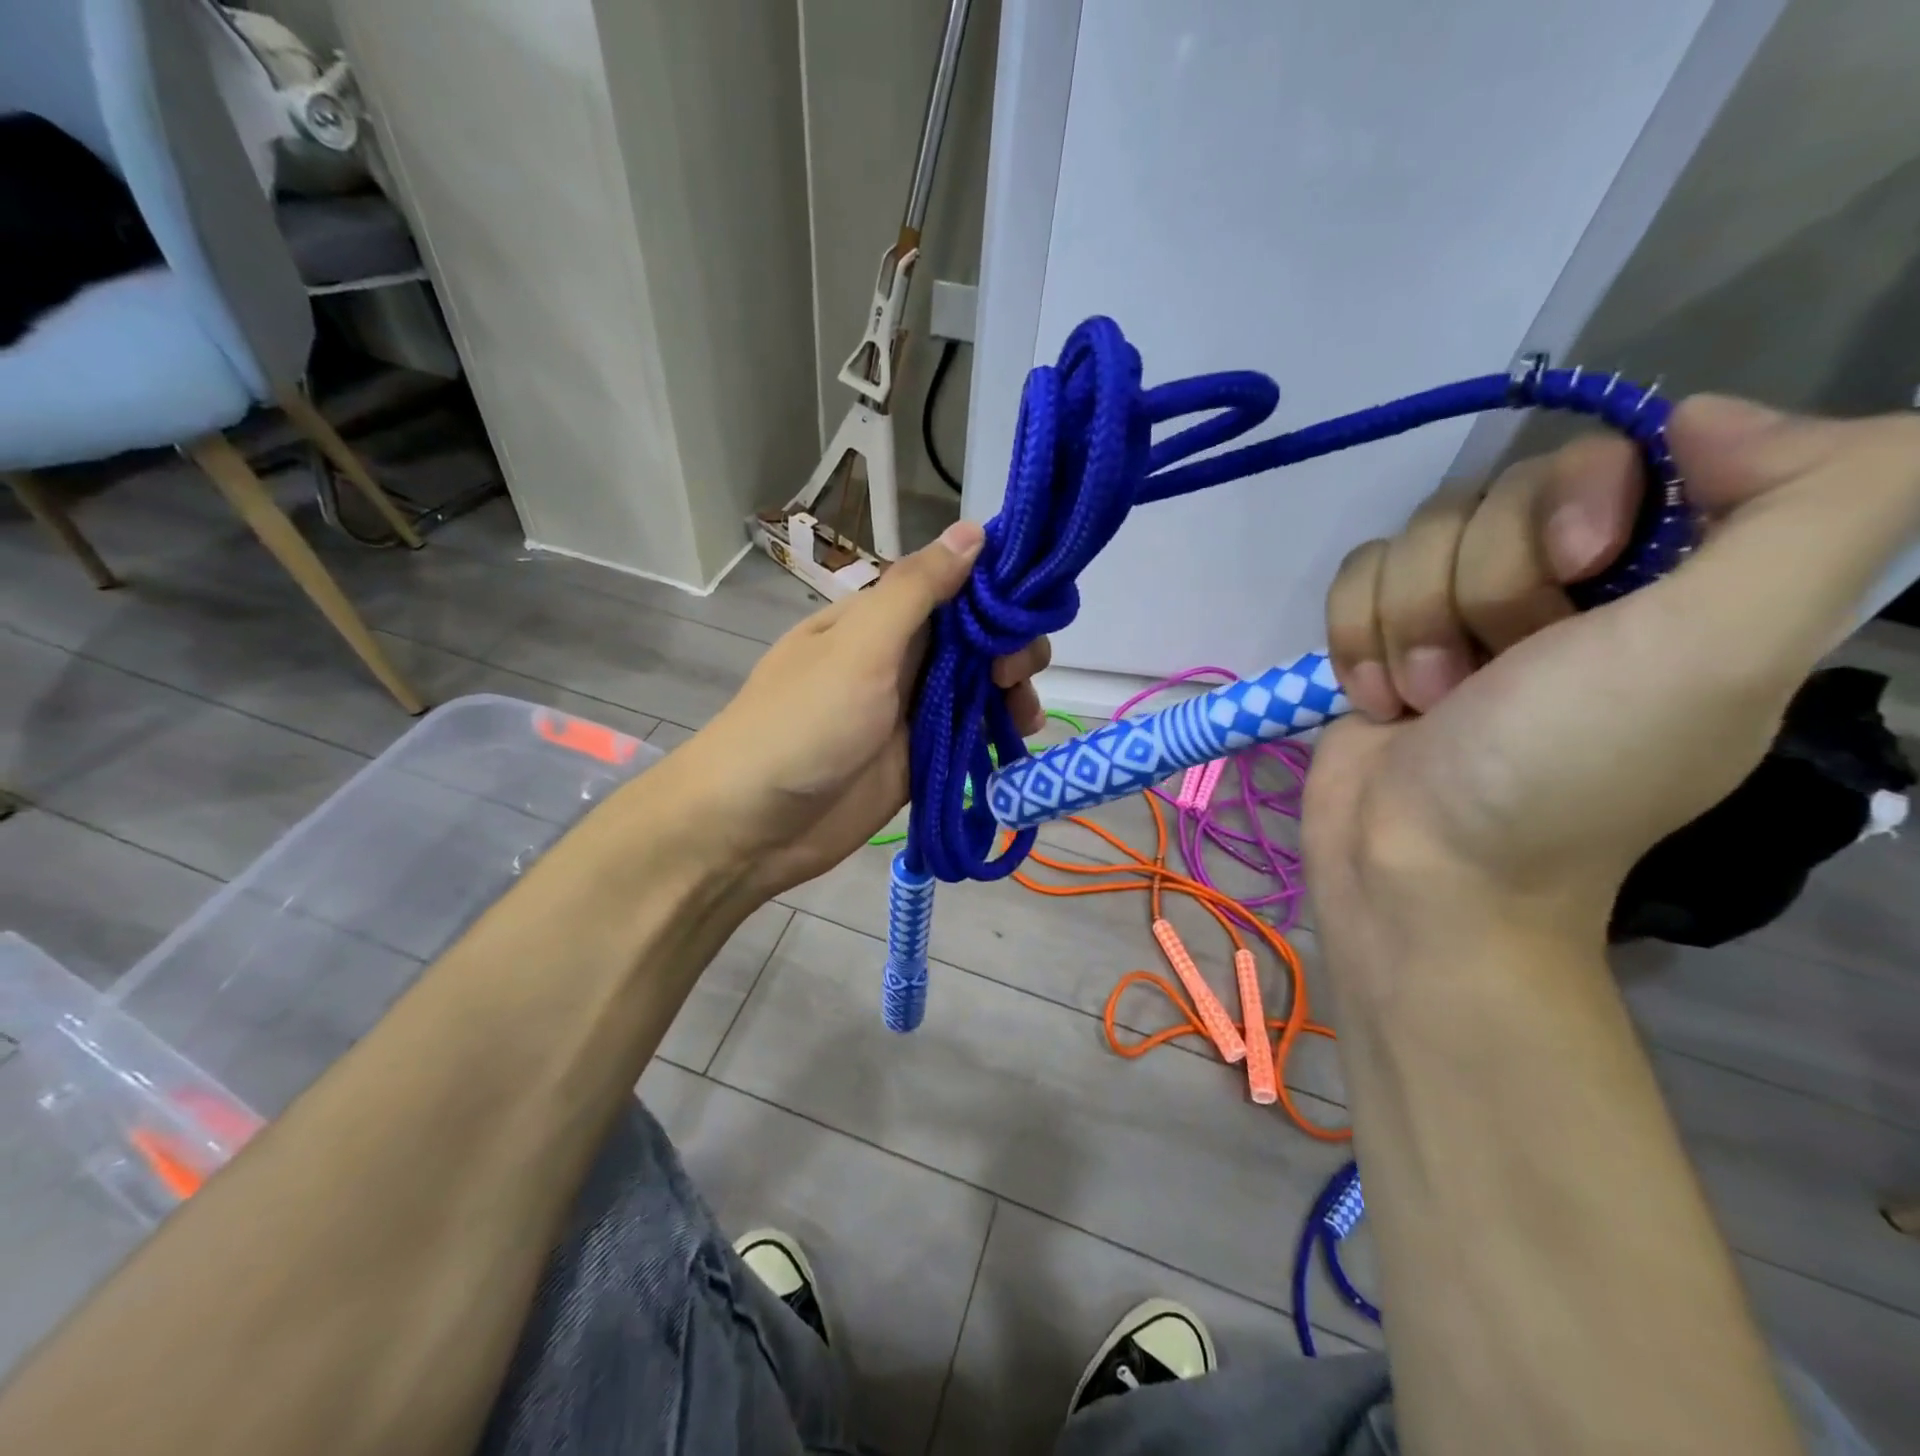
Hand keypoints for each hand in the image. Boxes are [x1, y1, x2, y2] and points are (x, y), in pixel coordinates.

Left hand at [669, 521, 1049, 897]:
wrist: (753, 826)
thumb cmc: (804, 724)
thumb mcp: (860, 648)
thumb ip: (917, 591)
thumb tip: (974, 529)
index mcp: (880, 619)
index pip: (953, 585)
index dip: (997, 589)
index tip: (1034, 606)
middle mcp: (899, 657)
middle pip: (974, 637)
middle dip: (1009, 646)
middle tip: (1015, 674)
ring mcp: (910, 710)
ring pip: (979, 686)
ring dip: (1011, 691)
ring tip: (1023, 715)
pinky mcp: (919, 758)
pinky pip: (969, 734)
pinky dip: (996, 732)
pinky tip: (1017, 737)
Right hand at [1305, 396, 1919, 981]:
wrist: (1417, 866)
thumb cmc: (1560, 772)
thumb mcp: (1724, 650)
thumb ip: (1818, 506)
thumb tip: (1705, 418)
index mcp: (1671, 578)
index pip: (1623, 450)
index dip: (1584, 489)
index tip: (1581, 565)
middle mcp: (1566, 587)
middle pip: (1496, 492)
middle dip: (1483, 585)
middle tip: (1497, 672)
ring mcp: (1460, 615)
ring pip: (1413, 538)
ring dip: (1411, 625)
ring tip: (1429, 702)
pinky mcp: (1382, 639)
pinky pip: (1355, 579)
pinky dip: (1358, 640)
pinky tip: (1381, 701)